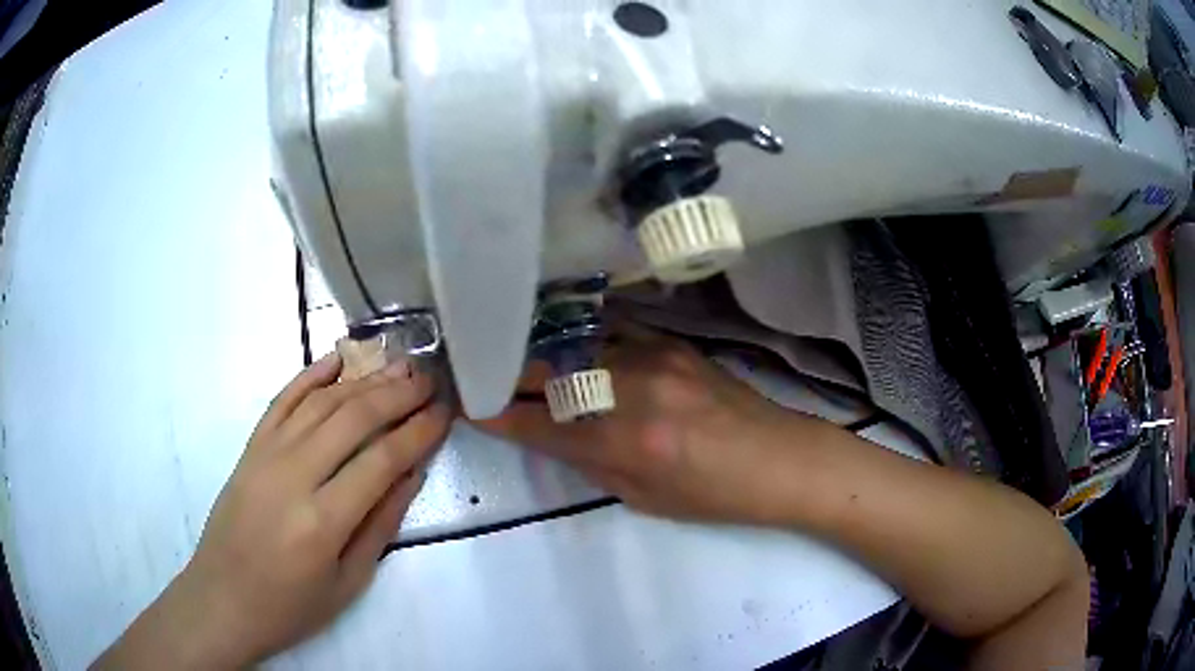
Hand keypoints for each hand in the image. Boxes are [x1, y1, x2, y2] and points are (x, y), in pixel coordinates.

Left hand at [95, 351, 451, 669]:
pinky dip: (311, 375)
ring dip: (363, 379)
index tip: (445, 412)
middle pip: (353, 418)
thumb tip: (411, 474)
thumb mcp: (348, 582)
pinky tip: (338, 359)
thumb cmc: (291, 605)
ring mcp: (266, 455)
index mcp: (323, 521)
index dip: (418, 431)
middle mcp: (293, 476)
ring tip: (398, 365)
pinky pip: (283, 400)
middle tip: (429, 378)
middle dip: (397, 393)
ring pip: (321, 402)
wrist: (224, 598)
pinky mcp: (250, 447)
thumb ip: (380, 525)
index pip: (381, 460)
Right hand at [478, 326, 826, 524]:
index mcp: (625, 443)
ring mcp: (653, 357)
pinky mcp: (671, 342)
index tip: (471, 407)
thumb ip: (591, 463)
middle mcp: (633, 392)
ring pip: (575, 347)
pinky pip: (612, 331)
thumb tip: (551, 435)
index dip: (499, 417)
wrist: (777, 458)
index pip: (541, 425)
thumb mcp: (643, 498)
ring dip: (542, 355)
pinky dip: (584, 339)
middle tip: (486, 376)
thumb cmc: (713, 494)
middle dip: (510, 377)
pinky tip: (571, 342)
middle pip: (550, 375)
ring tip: (521, 357)